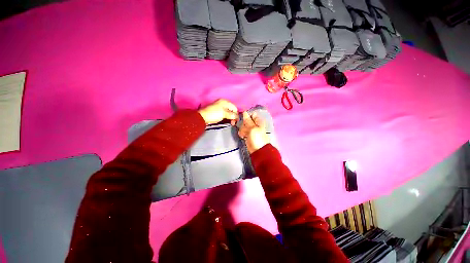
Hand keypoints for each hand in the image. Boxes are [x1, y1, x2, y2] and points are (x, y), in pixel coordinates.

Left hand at [198, 99, 238, 124]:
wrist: (203, 117)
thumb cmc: (214, 114)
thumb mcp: (224, 114)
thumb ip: (232, 115)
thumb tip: (238, 117)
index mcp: (225, 101)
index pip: (234, 107)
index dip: (236, 114)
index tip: (236, 121)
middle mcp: (223, 103)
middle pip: (231, 110)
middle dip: (233, 116)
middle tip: (233, 123)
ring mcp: (220, 107)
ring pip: (228, 112)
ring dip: (230, 117)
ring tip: (230, 122)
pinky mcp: (217, 111)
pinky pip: (224, 114)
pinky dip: (226, 117)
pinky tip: (226, 120)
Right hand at [238, 111, 269, 153]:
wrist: (258, 150)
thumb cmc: (257, 138)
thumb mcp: (253, 128)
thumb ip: (248, 121)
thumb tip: (244, 112)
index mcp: (258, 121)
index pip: (251, 114)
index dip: (246, 115)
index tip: (240, 117)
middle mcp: (254, 124)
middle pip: (246, 120)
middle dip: (242, 123)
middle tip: (240, 126)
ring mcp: (250, 130)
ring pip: (243, 126)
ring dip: (241, 129)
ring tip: (243, 134)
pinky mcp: (247, 135)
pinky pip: (242, 131)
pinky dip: (241, 133)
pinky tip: (242, 136)